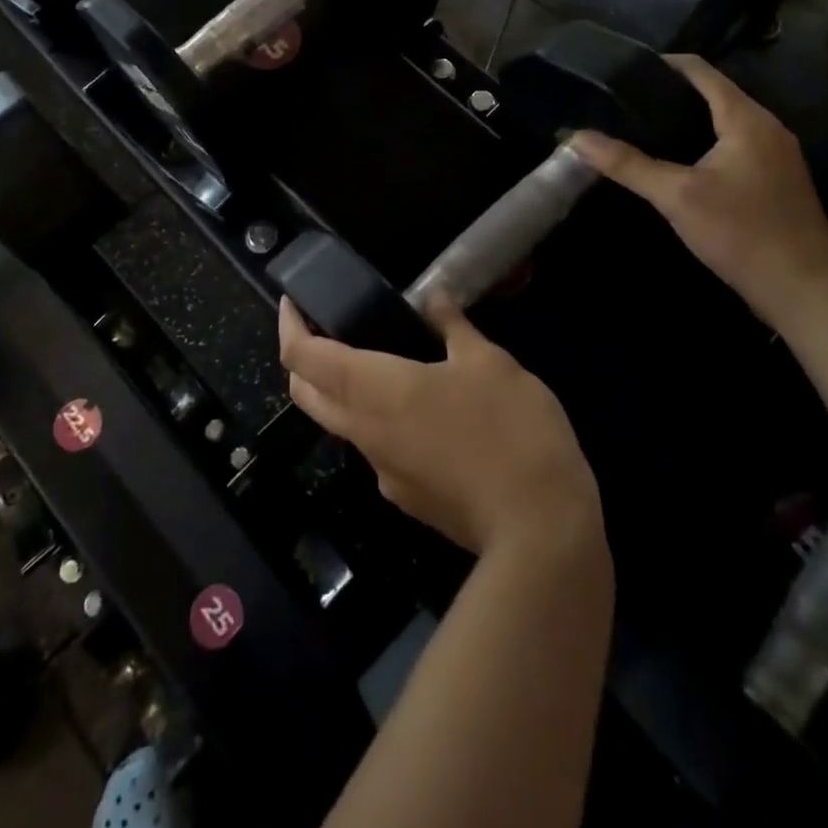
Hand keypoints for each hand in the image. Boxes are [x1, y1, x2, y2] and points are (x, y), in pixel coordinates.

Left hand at [278, 296, 601, 556]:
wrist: (539, 530)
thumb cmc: (508, 428)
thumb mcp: (489, 362)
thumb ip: (453, 327)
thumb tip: (435, 298)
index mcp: (373, 389)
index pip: (301, 357)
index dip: (288, 325)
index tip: (293, 302)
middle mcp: (364, 431)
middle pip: (306, 394)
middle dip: (301, 360)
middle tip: (324, 328)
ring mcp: (382, 471)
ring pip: (339, 423)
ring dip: (341, 391)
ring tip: (382, 362)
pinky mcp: (405, 498)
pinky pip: (377, 450)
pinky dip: (380, 421)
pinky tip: (424, 413)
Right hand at [571, 54, 827, 329]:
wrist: (806, 291)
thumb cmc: (742, 233)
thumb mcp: (676, 197)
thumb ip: (626, 164)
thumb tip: (576, 138)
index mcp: (747, 118)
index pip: (701, 71)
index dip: (663, 64)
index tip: (623, 71)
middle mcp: (767, 127)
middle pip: (714, 93)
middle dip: (669, 93)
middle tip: (623, 103)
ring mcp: (776, 155)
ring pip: (724, 121)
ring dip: (686, 119)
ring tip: (641, 129)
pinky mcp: (776, 181)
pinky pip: (733, 145)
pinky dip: (702, 142)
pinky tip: (676, 163)